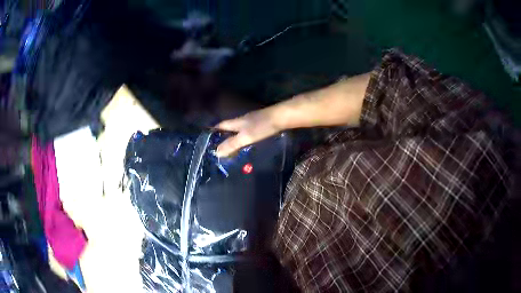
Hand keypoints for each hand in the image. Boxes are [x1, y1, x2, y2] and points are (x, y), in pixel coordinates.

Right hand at [215, 107, 281, 156]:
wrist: (281, 117)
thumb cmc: (262, 126)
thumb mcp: (245, 137)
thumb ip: (232, 144)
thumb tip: (217, 152)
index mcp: (237, 122)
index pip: (221, 125)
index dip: (214, 130)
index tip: (207, 137)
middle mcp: (243, 119)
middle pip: (230, 126)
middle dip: (224, 134)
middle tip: (219, 146)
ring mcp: (253, 120)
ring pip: (240, 128)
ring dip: (235, 136)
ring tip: (232, 147)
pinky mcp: (262, 123)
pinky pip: (249, 130)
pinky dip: (245, 136)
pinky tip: (248, 142)